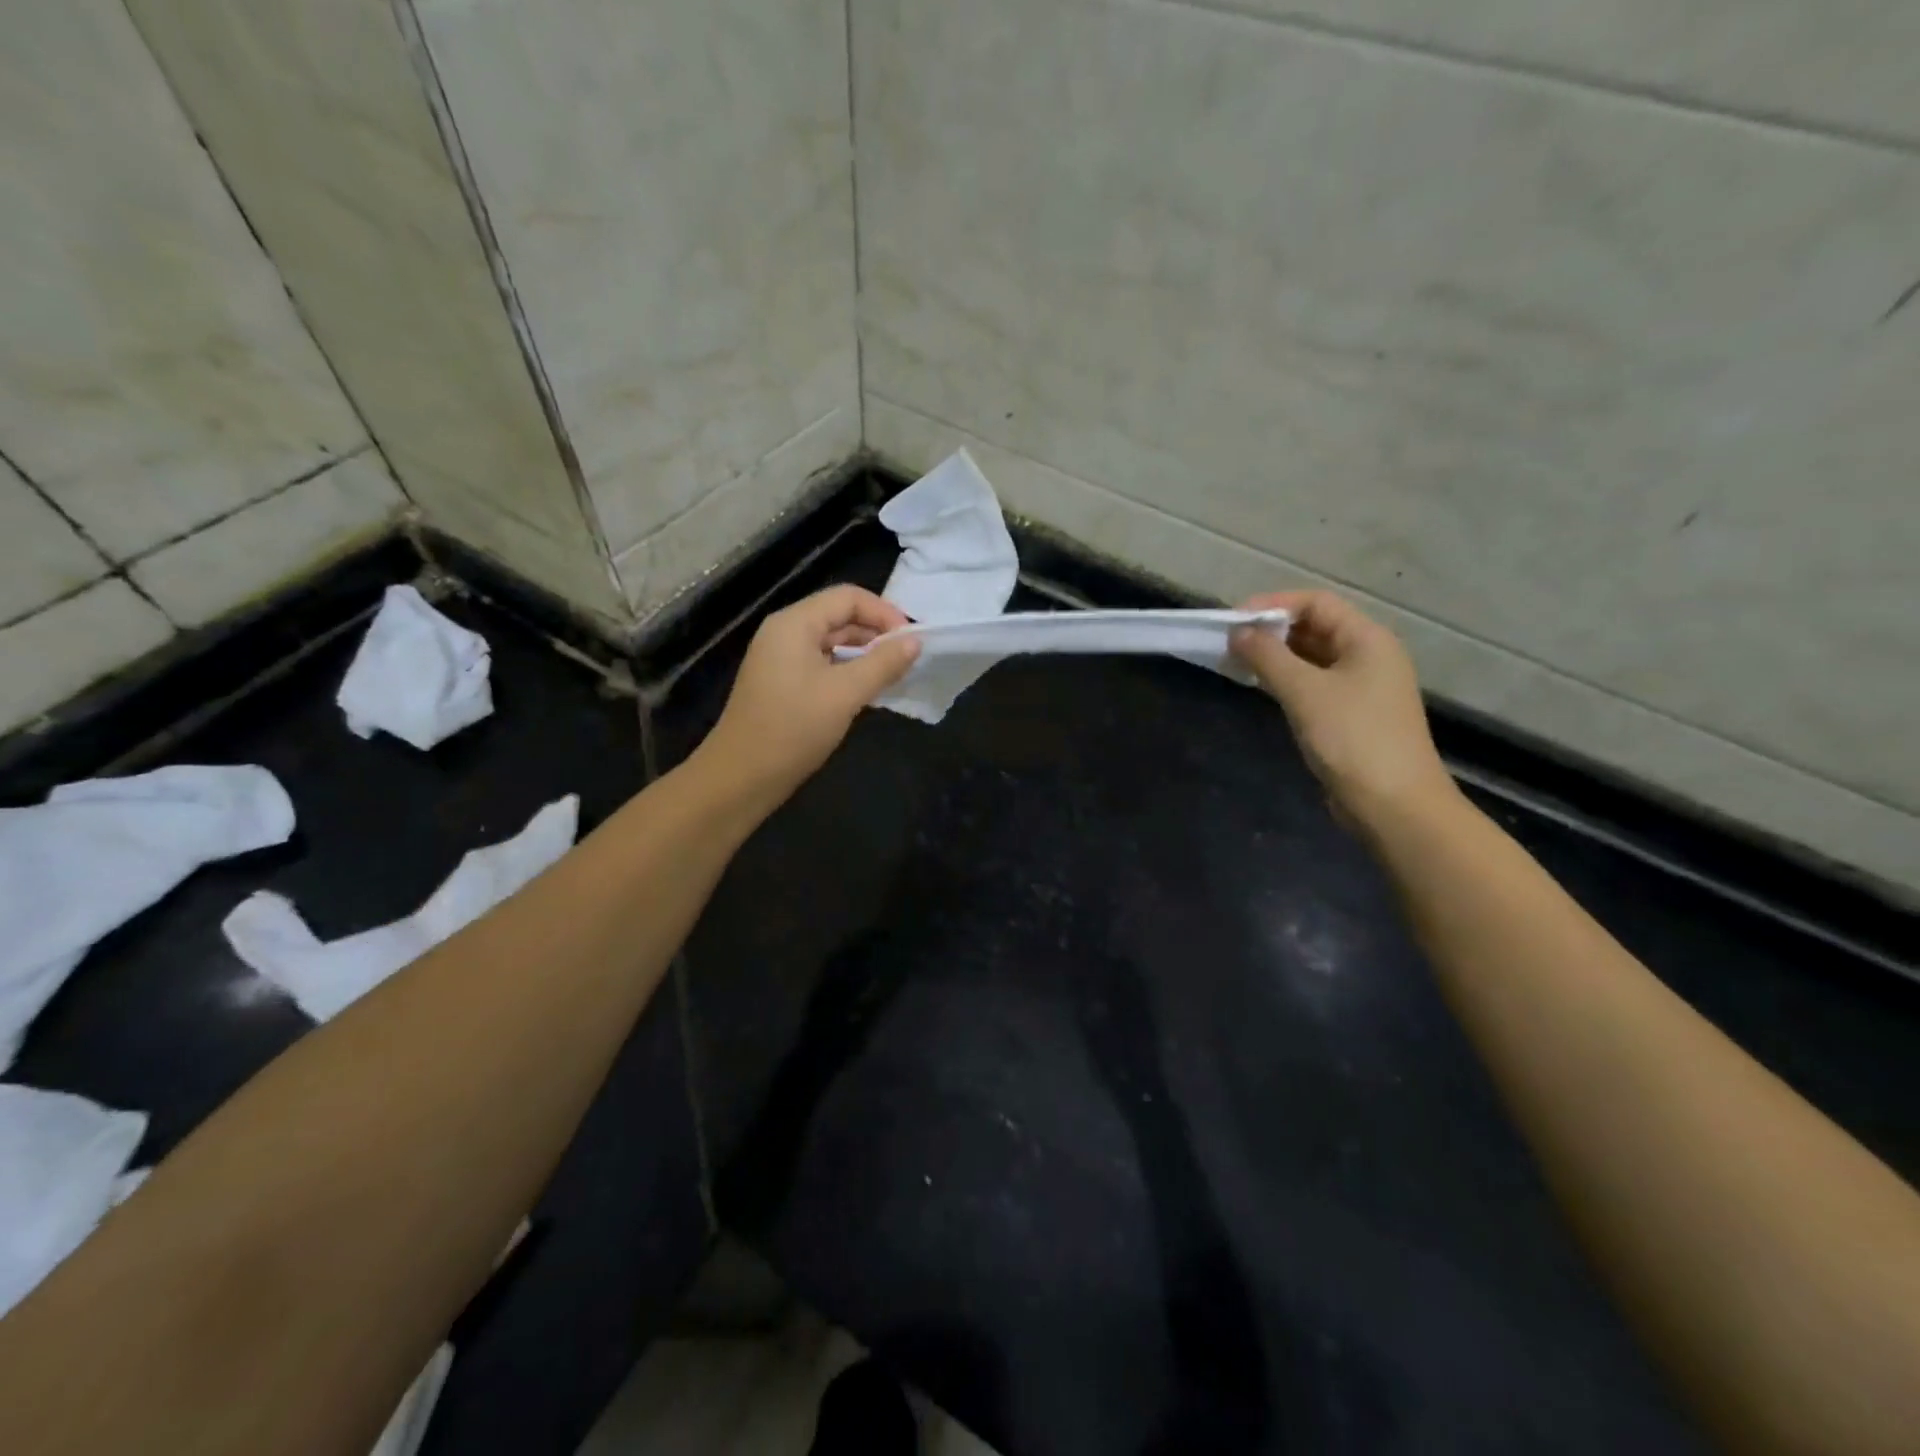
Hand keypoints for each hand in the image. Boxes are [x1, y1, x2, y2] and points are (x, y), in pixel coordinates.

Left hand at [697, 585, 921, 802]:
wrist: (742, 777)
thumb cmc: (793, 729)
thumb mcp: (845, 694)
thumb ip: (883, 664)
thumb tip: (915, 641)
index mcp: (794, 624)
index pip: (848, 597)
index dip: (884, 612)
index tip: (911, 640)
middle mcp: (785, 632)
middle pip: (839, 616)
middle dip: (876, 633)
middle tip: (908, 659)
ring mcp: (781, 658)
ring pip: (832, 642)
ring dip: (864, 654)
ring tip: (894, 674)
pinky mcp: (782, 683)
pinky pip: (822, 663)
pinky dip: (848, 670)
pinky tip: (868, 691)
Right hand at [1229, 591, 1455, 829]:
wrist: (1393, 804)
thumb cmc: (1352, 738)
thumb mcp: (1304, 691)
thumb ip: (1267, 657)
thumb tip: (1237, 632)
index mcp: (1367, 639)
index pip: (1316, 603)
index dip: (1273, 604)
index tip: (1234, 620)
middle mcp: (1368, 656)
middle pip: (1315, 627)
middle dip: (1271, 630)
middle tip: (1229, 642)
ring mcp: (1361, 687)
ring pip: (1311, 657)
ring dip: (1275, 656)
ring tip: (1236, 662)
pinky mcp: (1349, 714)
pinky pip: (1313, 683)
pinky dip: (1285, 679)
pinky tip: (1260, 686)